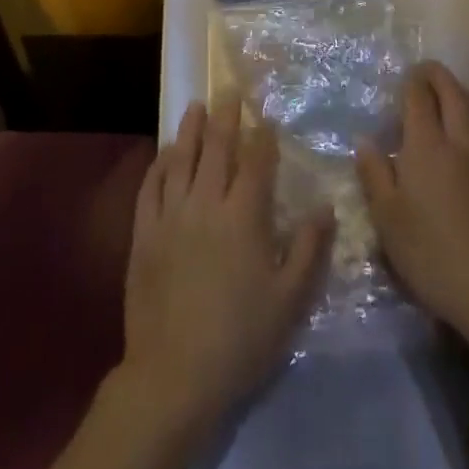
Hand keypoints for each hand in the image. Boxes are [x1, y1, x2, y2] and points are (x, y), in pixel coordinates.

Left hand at [121, 97, 332, 438]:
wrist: (173, 375)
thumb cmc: (240, 340)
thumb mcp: (289, 302)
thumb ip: (309, 250)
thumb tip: (325, 206)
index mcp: (243, 217)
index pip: (255, 163)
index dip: (262, 137)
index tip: (266, 118)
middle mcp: (205, 204)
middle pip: (217, 149)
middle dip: (226, 118)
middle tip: (229, 92)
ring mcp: (170, 216)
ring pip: (181, 160)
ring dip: (190, 130)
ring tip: (196, 107)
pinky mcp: (143, 234)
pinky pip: (149, 188)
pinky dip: (158, 165)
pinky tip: (164, 154)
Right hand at [356, 62, 468, 337]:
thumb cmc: (431, 254)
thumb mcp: (387, 218)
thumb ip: (374, 173)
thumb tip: (365, 140)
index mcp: (427, 144)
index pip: (419, 95)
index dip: (411, 81)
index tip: (405, 78)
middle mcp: (464, 139)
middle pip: (454, 92)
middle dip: (439, 77)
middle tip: (427, 74)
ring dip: (467, 98)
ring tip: (457, 100)